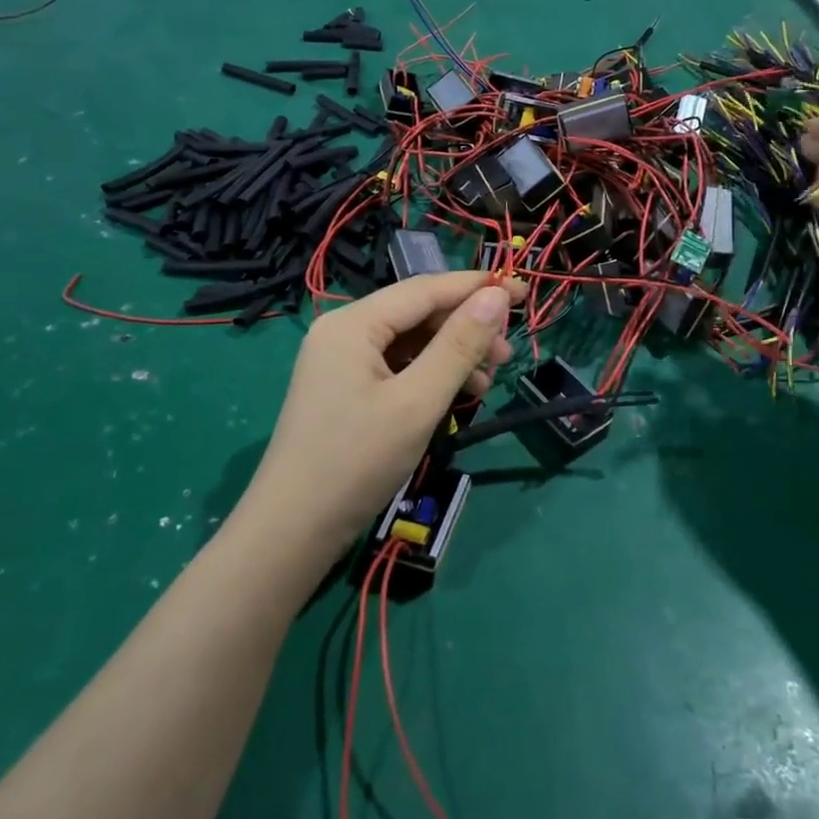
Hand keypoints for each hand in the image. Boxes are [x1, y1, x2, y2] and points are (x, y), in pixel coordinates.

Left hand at [241, 272, 524, 560]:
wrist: (293, 530)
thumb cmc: (357, 461)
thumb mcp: (418, 401)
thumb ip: (459, 345)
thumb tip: (497, 295)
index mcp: (354, 323)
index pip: (426, 289)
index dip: (477, 287)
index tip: (525, 292)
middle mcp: (344, 331)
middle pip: (417, 313)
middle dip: (466, 327)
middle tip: (507, 353)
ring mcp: (341, 361)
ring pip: (410, 341)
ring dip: (452, 354)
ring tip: (489, 379)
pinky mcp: (345, 388)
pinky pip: (397, 365)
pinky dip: (431, 374)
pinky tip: (458, 394)